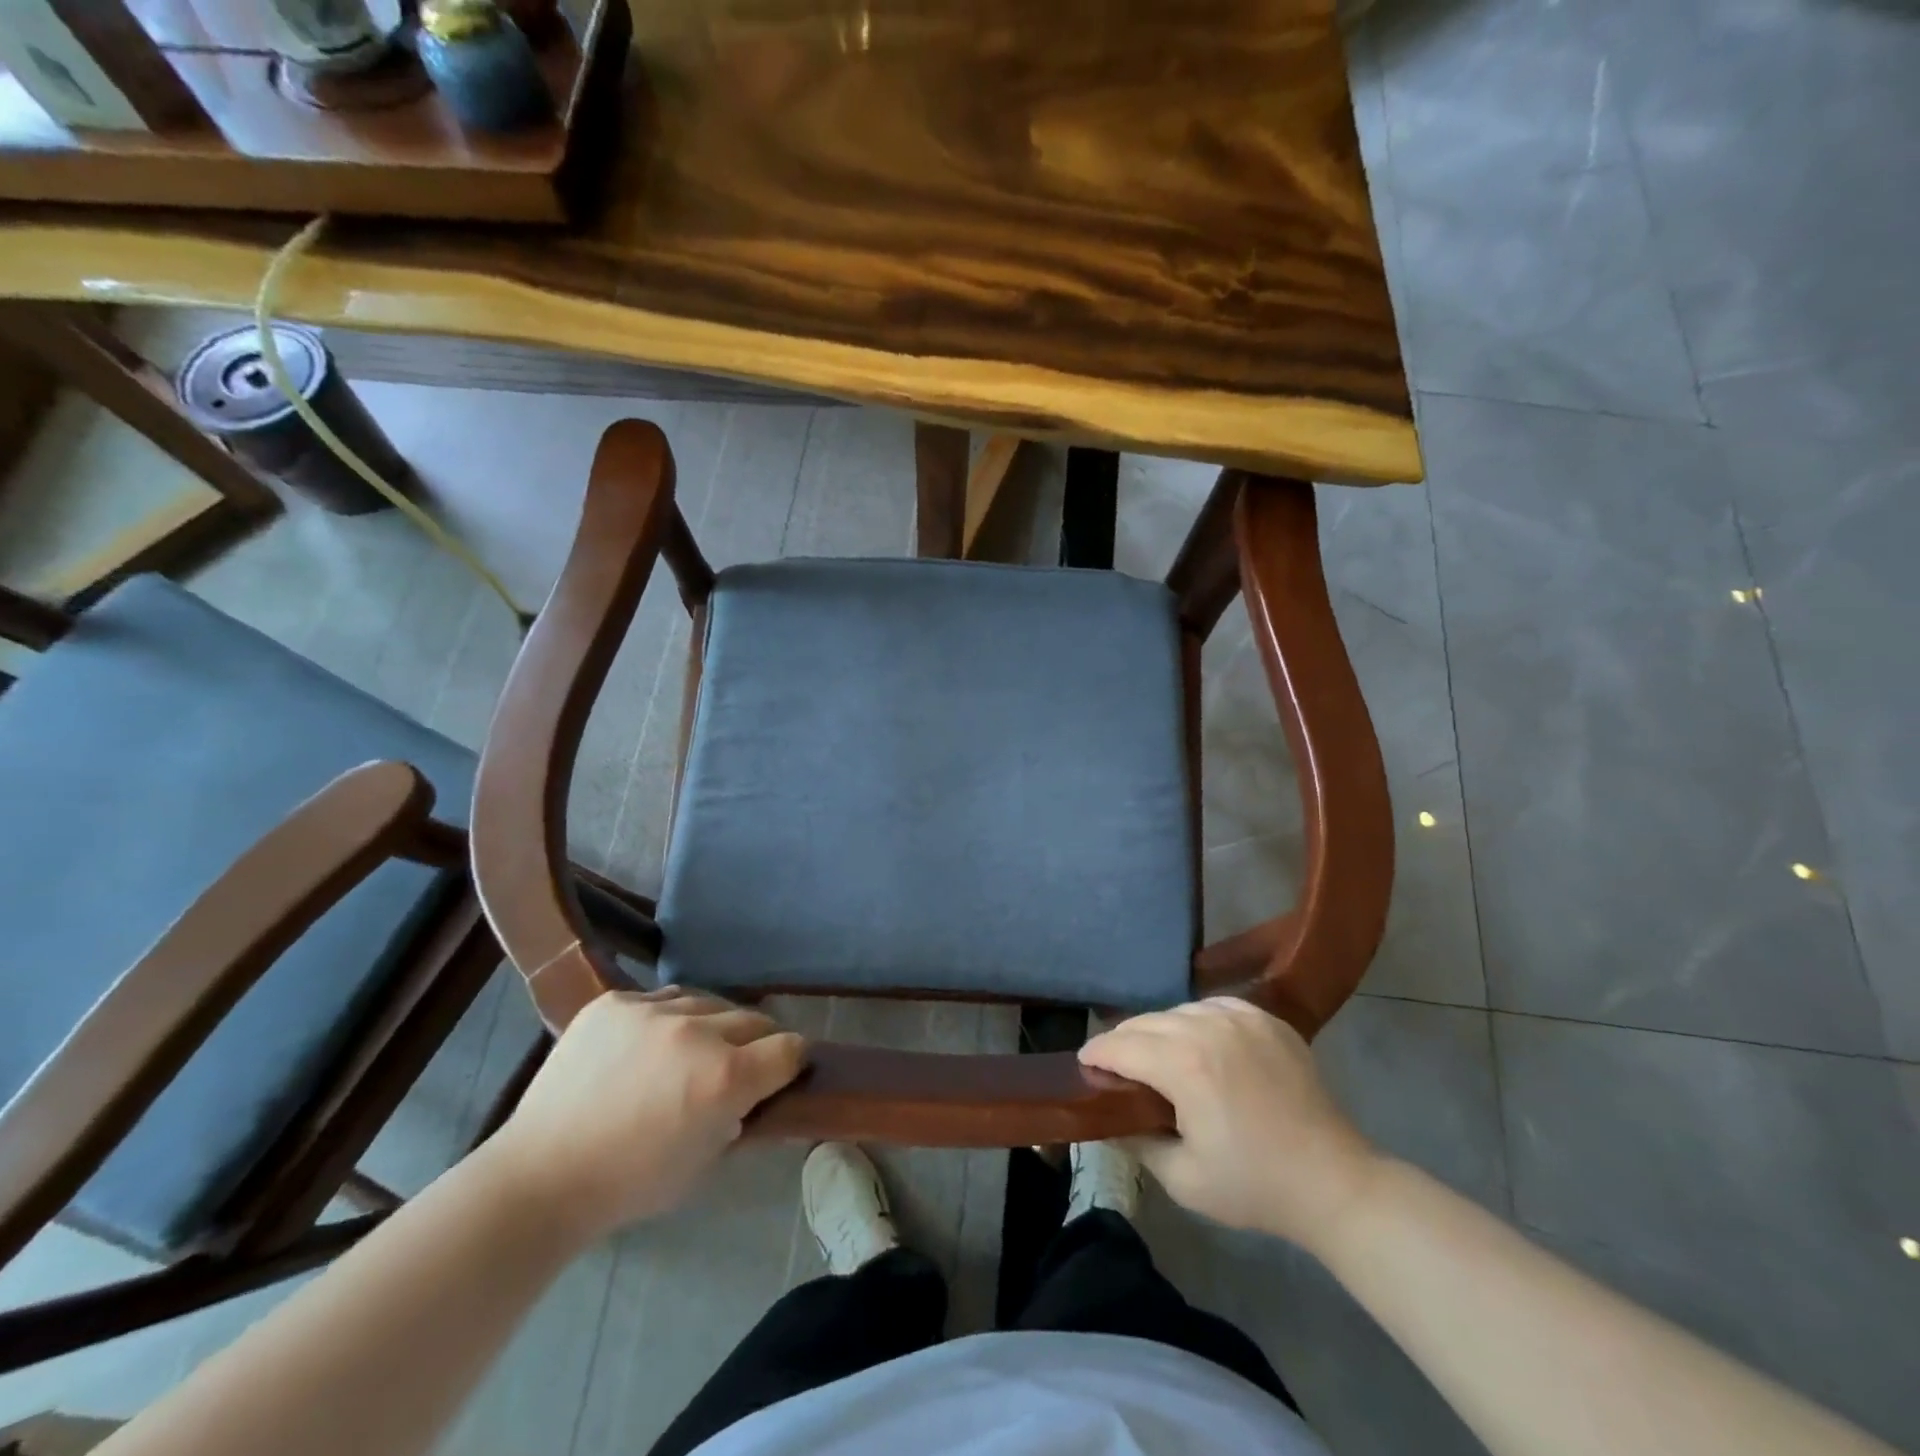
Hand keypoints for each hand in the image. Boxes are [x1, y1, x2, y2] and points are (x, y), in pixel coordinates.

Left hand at [486, 988, 806, 1241]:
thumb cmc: (630, 1184)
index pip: (790, 1047)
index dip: (792, 1061)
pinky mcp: (616, 1000)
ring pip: (709, 1002)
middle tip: (736, 1068)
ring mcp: (653, 1011)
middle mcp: (698, 1032)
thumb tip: (752, 1091)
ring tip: (689, 1052)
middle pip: (755, 1020)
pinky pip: (661, 999)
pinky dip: (666, 1020)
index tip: (783, 1072)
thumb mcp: (705, 1162)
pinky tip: (648, 1045)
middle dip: (755, 1045)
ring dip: (711, 1027)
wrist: (540, 1176)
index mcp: (726, 1077)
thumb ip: (739, 1117)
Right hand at [1079, 997, 1380, 1250]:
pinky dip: (1197, 1020)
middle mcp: (1207, 1027)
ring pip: (1179, 1010)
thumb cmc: (1254, 1186)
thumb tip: (1108, 1117)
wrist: (1334, 1182)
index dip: (1096, 1054)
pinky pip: (1215, 1006)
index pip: (1121, 1046)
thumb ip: (1136, 1141)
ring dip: (1160, 1029)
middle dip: (1124, 1041)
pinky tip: (1199, 1041)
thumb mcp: (1182, 1178)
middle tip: (1115, 1065)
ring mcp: (1241, 1017)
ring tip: (1157, 1054)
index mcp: (1184, 1064)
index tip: (1084, 1064)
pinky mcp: (1267, 1019)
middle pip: (1146, 1022)